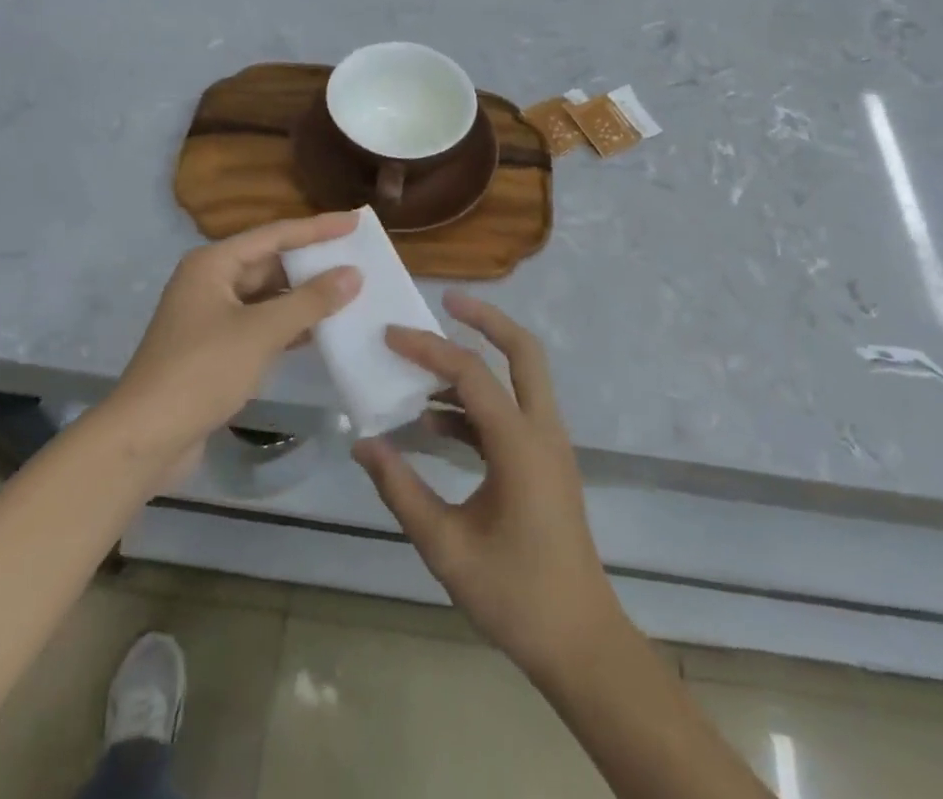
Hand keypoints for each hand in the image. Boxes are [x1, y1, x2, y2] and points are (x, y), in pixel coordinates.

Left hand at [107, 212, 361, 474]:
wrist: (144, 439)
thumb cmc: (202, 371)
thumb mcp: (261, 332)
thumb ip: (310, 301)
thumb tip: (353, 274)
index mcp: (213, 264)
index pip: (275, 235)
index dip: (317, 228)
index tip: (355, 222)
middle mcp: (211, 281)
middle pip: (270, 262)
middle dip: (312, 263)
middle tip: (357, 258)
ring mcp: (212, 316)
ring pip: (267, 296)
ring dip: (304, 296)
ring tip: (350, 291)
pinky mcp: (216, 348)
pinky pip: (261, 324)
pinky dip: (290, 324)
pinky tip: (322, 330)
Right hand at [353, 293, 626, 683]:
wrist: (580, 643)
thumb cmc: (515, 595)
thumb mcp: (446, 546)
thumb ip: (401, 490)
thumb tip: (362, 444)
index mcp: (520, 443)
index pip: (471, 373)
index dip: (428, 348)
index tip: (389, 335)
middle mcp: (542, 430)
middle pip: (522, 350)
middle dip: (485, 318)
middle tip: (445, 300)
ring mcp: (548, 445)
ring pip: (520, 377)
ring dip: (478, 362)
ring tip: (423, 366)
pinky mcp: (544, 462)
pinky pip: (511, 412)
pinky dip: (477, 404)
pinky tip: (434, 424)